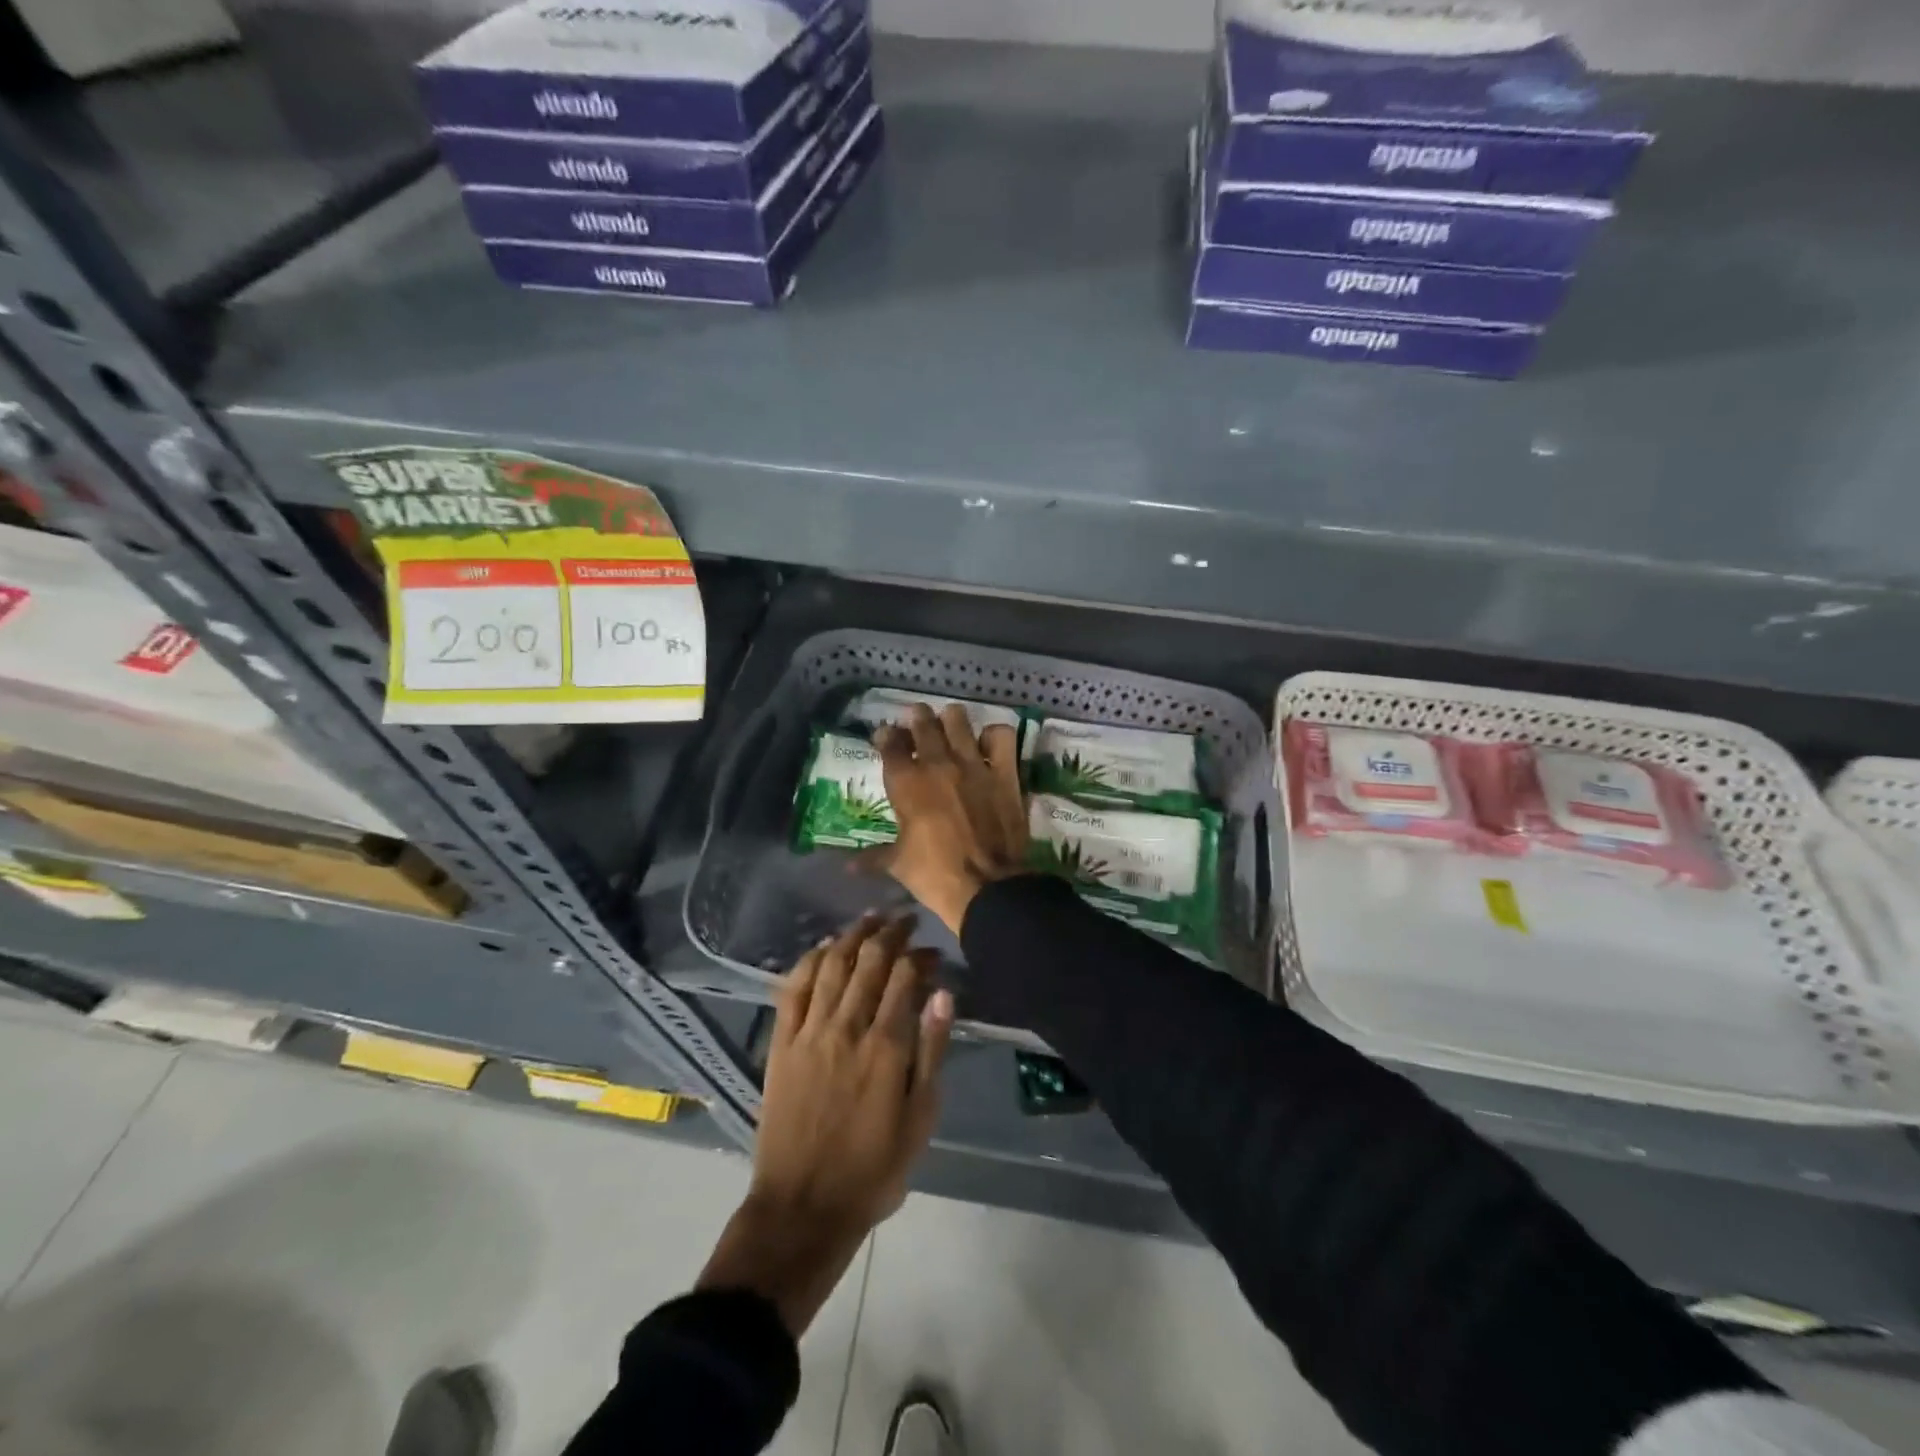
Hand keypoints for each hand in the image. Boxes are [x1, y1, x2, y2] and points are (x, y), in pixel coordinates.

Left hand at [698, 913, 953, 1334]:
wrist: (803, 1207)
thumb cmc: (873, 1169)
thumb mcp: (920, 1119)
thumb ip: (931, 1053)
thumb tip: (943, 995)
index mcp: (885, 1047)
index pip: (905, 978)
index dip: (921, 956)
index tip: (933, 950)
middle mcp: (847, 1027)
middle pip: (869, 962)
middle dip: (890, 933)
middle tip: (904, 919)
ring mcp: (809, 1032)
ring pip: (832, 965)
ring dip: (852, 936)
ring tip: (870, 919)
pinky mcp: (782, 1043)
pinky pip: (793, 988)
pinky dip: (810, 960)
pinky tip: (824, 947)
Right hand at [870, 704, 1028, 933]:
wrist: (987, 886)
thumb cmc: (935, 875)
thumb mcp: (898, 865)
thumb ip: (873, 858)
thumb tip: (848, 867)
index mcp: (906, 783)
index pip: (890, 744)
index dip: (886, 736)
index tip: (886, 736)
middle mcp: (938, 764)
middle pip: (923, 723)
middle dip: (917, 718)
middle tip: (917, 719)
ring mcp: (973, 764)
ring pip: (958, 720)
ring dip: (951, 719)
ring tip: (950, 724)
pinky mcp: (1004, 772)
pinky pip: (1001, 736)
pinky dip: (993, 735)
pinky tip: (988, 744)